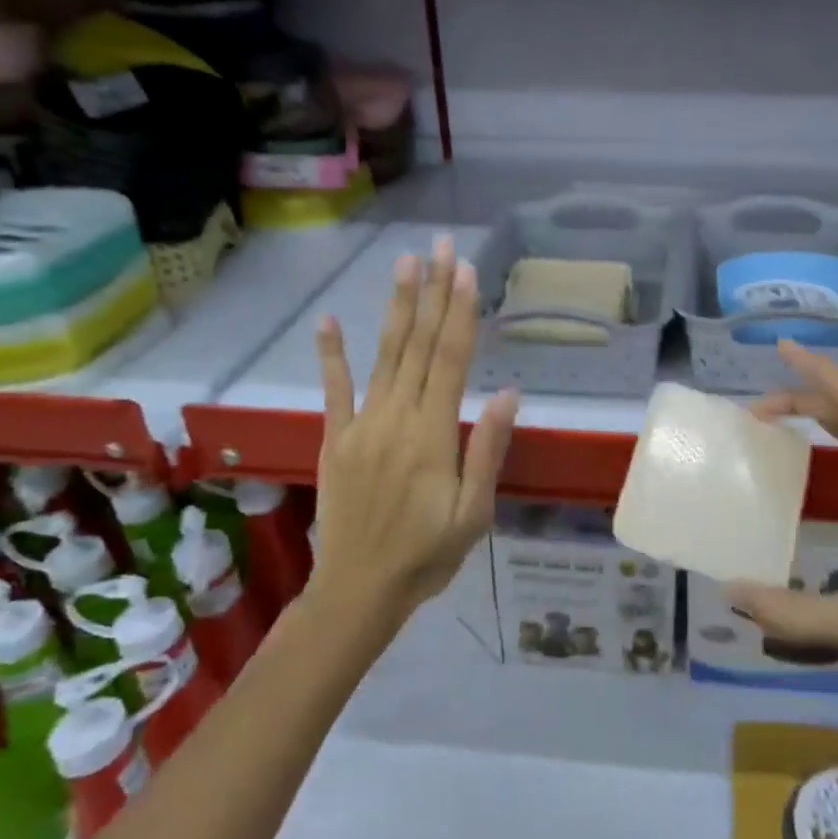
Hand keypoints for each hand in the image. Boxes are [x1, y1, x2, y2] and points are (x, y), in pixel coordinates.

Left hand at [312, 236, 518, 618]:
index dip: (459, 312)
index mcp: (432, 435)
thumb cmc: (427, 554)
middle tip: (439, 246)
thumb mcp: (473, 513)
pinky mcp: (336, 439)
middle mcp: (396, 418)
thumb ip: (487, 450)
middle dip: (432, 292)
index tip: (465, 271)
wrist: (357, 592)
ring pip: (383, 356)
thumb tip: (507, 393)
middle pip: (419, 345)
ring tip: (405, 264)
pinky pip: (334, 390)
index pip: (450, 360)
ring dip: (396, 308)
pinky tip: (330, 320)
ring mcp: (361, 425)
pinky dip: (331, 354)